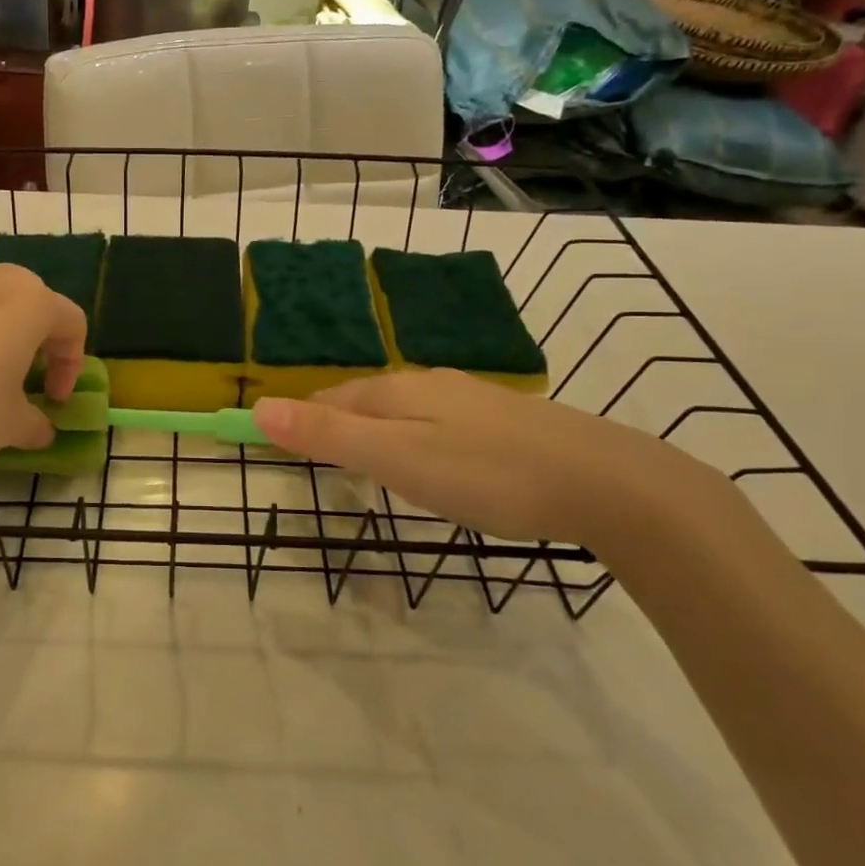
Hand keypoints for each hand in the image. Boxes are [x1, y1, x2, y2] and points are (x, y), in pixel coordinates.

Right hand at [251, 369, 728, 551]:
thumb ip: (329, 436)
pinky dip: (414, 436)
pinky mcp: (504, 421)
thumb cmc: (487, 474)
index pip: (329, 399)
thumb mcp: (397, 459)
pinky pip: (437, 422)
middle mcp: (430, 384)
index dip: (299, 419)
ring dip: (375, 428)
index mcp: (397, 391)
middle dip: (334, 421)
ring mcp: (471, 400)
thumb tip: (259, 408)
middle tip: (315, 456)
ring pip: (404, 409)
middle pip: (365, 399)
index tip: (276, 444)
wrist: (605, 482)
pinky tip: (432, 457)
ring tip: (364, 458)